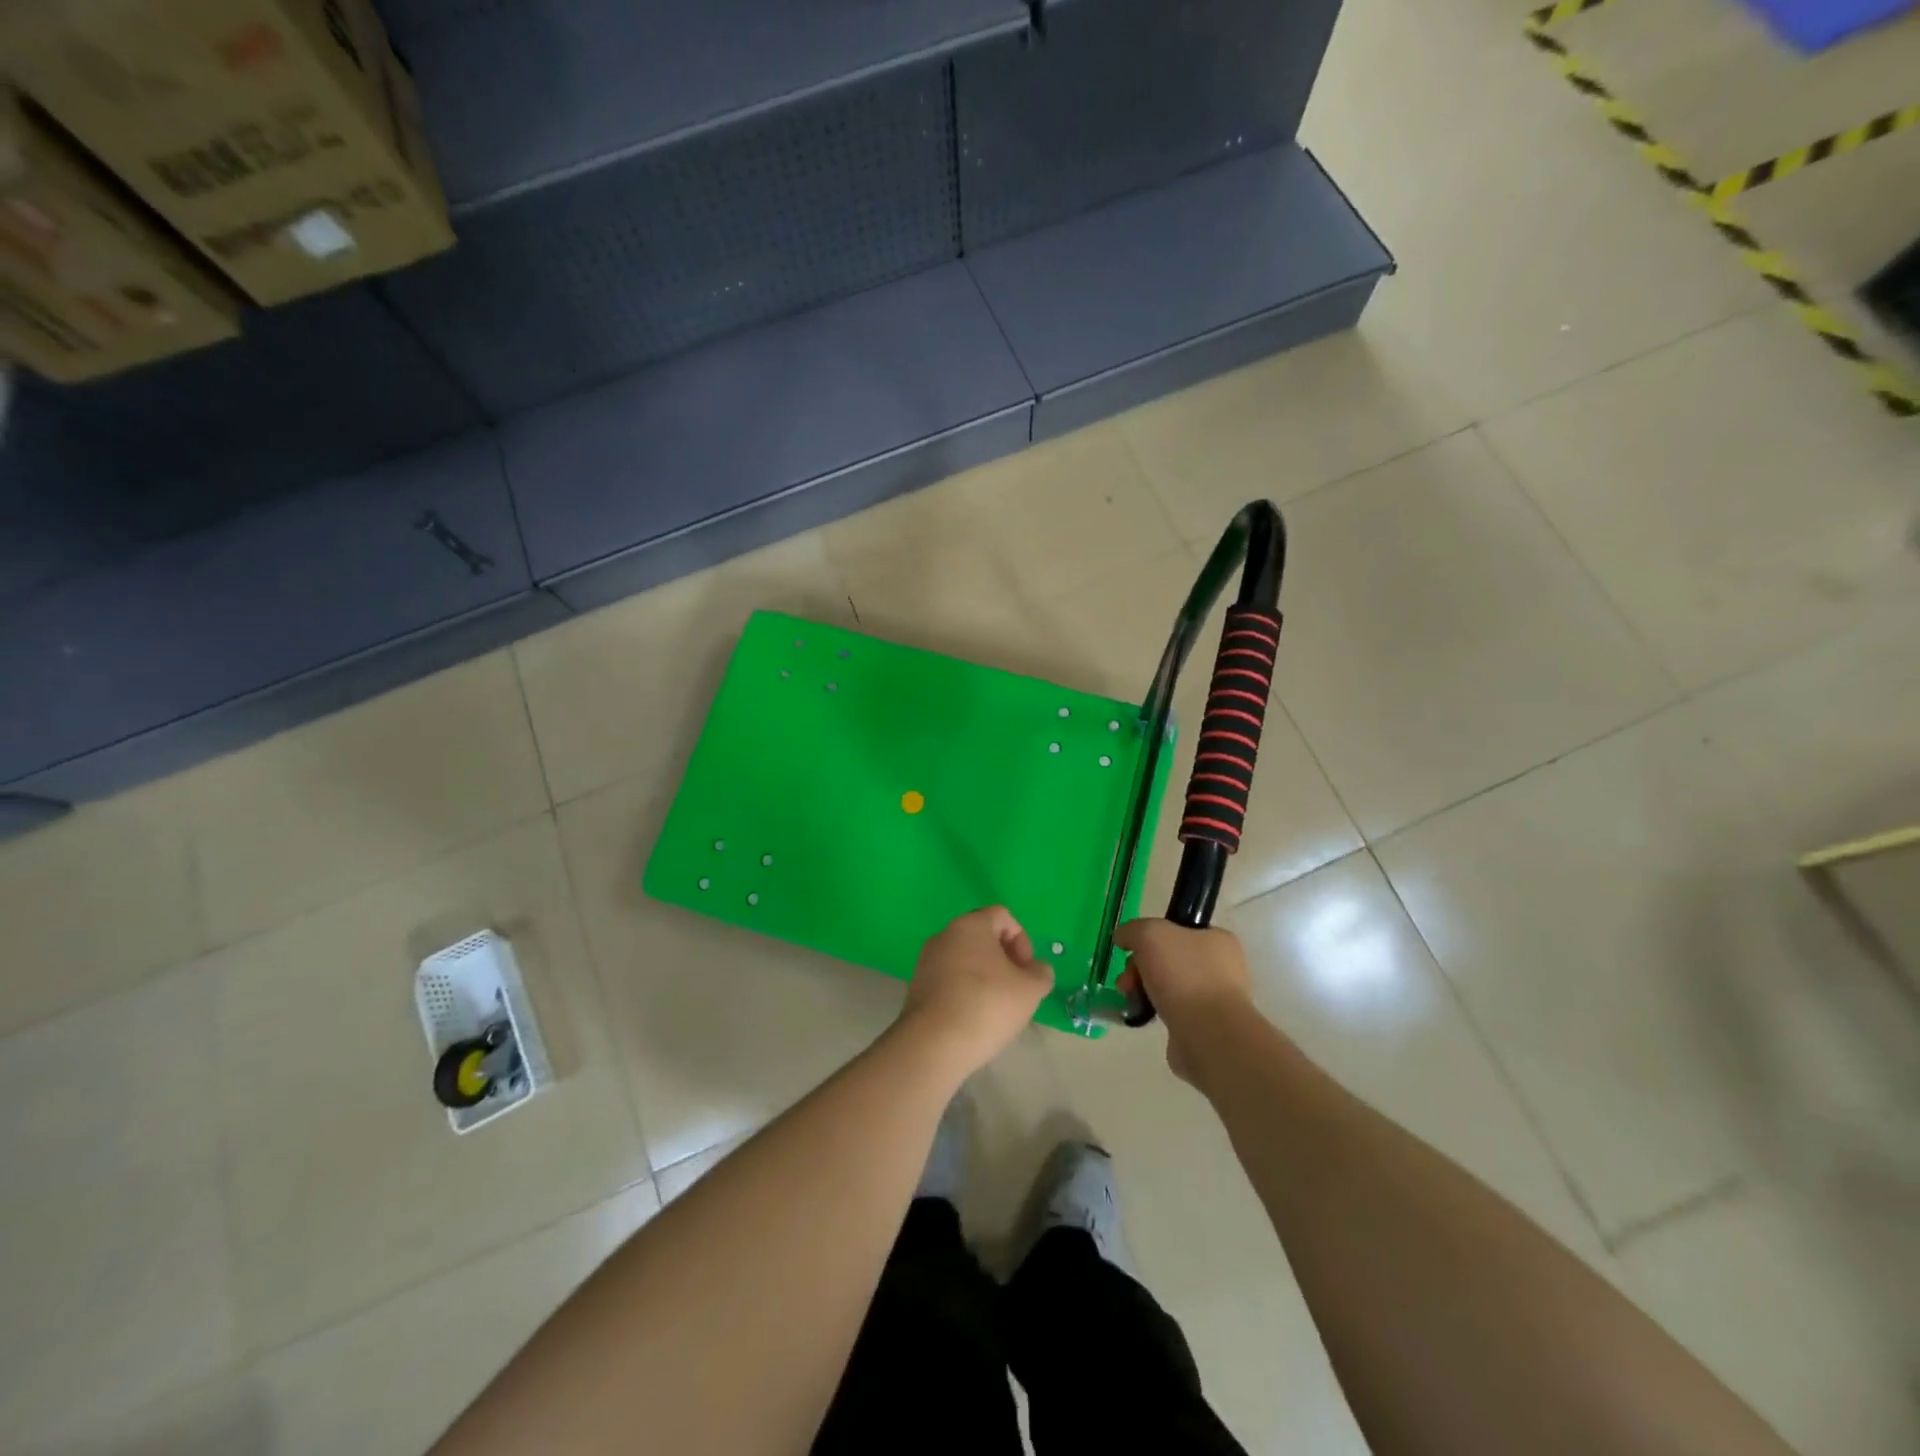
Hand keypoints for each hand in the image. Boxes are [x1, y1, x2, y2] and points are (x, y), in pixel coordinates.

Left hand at [899, 907, 1053, 1077]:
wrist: (934, 1043)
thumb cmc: (987, 1005)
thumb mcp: (1030, 990)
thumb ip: (1041, 973)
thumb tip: (1035, 969)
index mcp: (971, 924)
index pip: (1003, 916)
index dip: (1022, 940)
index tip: (1026, 971)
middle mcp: (945, 934)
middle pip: (983, 937)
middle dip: (1004, 960)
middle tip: (1015, 990)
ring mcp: (927, 959)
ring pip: (966, 959)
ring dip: (985, 977)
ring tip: (995, 1008)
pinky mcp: (918, 985)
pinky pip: (950, 978)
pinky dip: (965, 990)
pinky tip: (973, 1018)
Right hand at [1114, 919, 1255, 1084]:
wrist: (1209, 1036)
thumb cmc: (1184, 975)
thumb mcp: (1150, 934)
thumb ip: (1133, 930)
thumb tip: (1123, 938)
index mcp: (1217, 940)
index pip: (1177, 930)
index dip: (1150, 937)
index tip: (1133, 950)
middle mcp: (1221, 967)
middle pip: (1167, 958)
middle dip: (1139, 967)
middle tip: (1128, 980)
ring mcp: (1214, 999)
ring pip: (1168, 985)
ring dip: (1143, 989)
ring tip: (1131, 1000)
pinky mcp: (1205, 1026)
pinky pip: (1172, 1010)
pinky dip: (1155, 1011)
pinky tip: (1144, 1015)